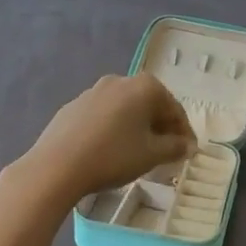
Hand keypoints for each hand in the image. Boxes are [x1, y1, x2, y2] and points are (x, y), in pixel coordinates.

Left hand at [10, 74, 196, 209]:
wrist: (57, 165)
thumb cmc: (113, 156)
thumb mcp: (151, 155)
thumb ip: (174, 147)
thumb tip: (188, 145)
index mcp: (145, 87)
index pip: (174, 109)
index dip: (184, 132)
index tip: (188, 152)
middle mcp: (121, 80)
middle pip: (149, 104)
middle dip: (160, 127)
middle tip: (166, 153)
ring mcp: (94, 91)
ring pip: (124, 108)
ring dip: (135, 127)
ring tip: (137, 152)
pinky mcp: (74, 105)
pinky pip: (103, 115)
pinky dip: (112, 128)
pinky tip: (108, 149)